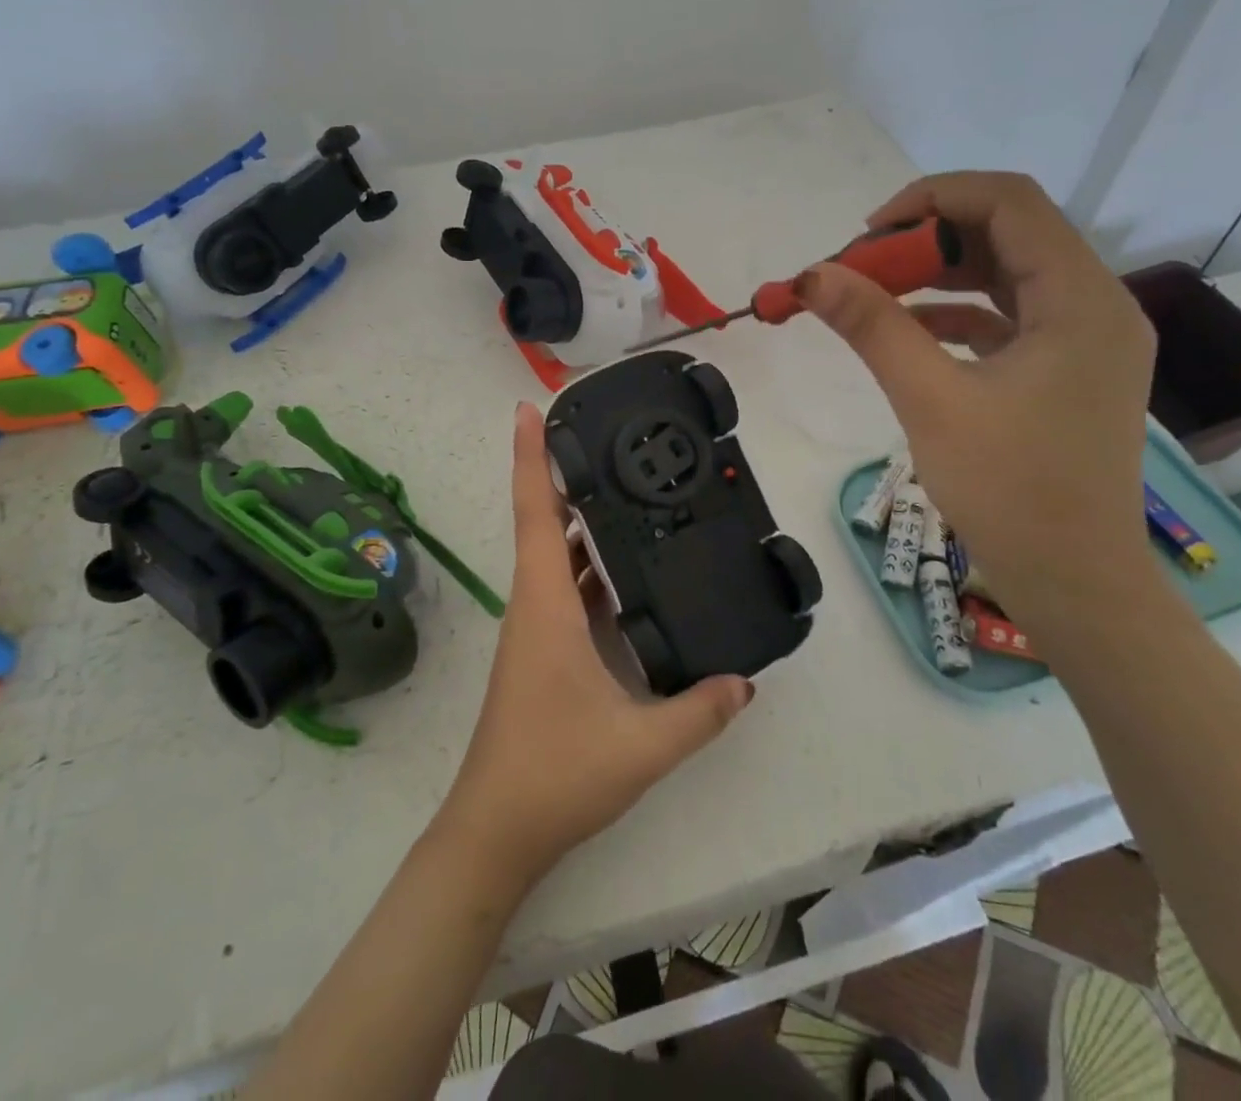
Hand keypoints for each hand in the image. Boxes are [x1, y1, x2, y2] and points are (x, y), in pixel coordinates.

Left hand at [435, 403, 754, 886]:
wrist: (496, 831)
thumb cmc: (554, 774)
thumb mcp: (640, 745)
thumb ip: (699, 711)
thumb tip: (744, 681)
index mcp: (545, 605)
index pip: (535, 513)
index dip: (530, 457)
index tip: (528, 409)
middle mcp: (534, 605)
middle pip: (544, 523)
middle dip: (566, 477)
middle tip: (605, 441)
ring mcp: (535, 629)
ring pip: (556, 557)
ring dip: (579, 523)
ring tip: (625, 492)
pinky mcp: (542, 652)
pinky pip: (565, 589)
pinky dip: (588, 566)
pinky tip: (625, 571)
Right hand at [800, 172, 1157, 635]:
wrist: (1074, 582)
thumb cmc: (1009, 491)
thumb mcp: (931, 401)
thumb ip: (872, 327)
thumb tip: (811, 276)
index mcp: (1081, 299)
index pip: (1010, 202)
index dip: (932, 199)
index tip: (866, 235)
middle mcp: (1096, 304)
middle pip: (1009, 232)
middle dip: (927, 239)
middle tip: (860, 268)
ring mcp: (1086, 339)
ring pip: (1007, 273)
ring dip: (938, 274)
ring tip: (872, 293)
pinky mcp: (1070, 370)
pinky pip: (1010, 316)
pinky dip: (958, 312)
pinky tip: (908, 331)